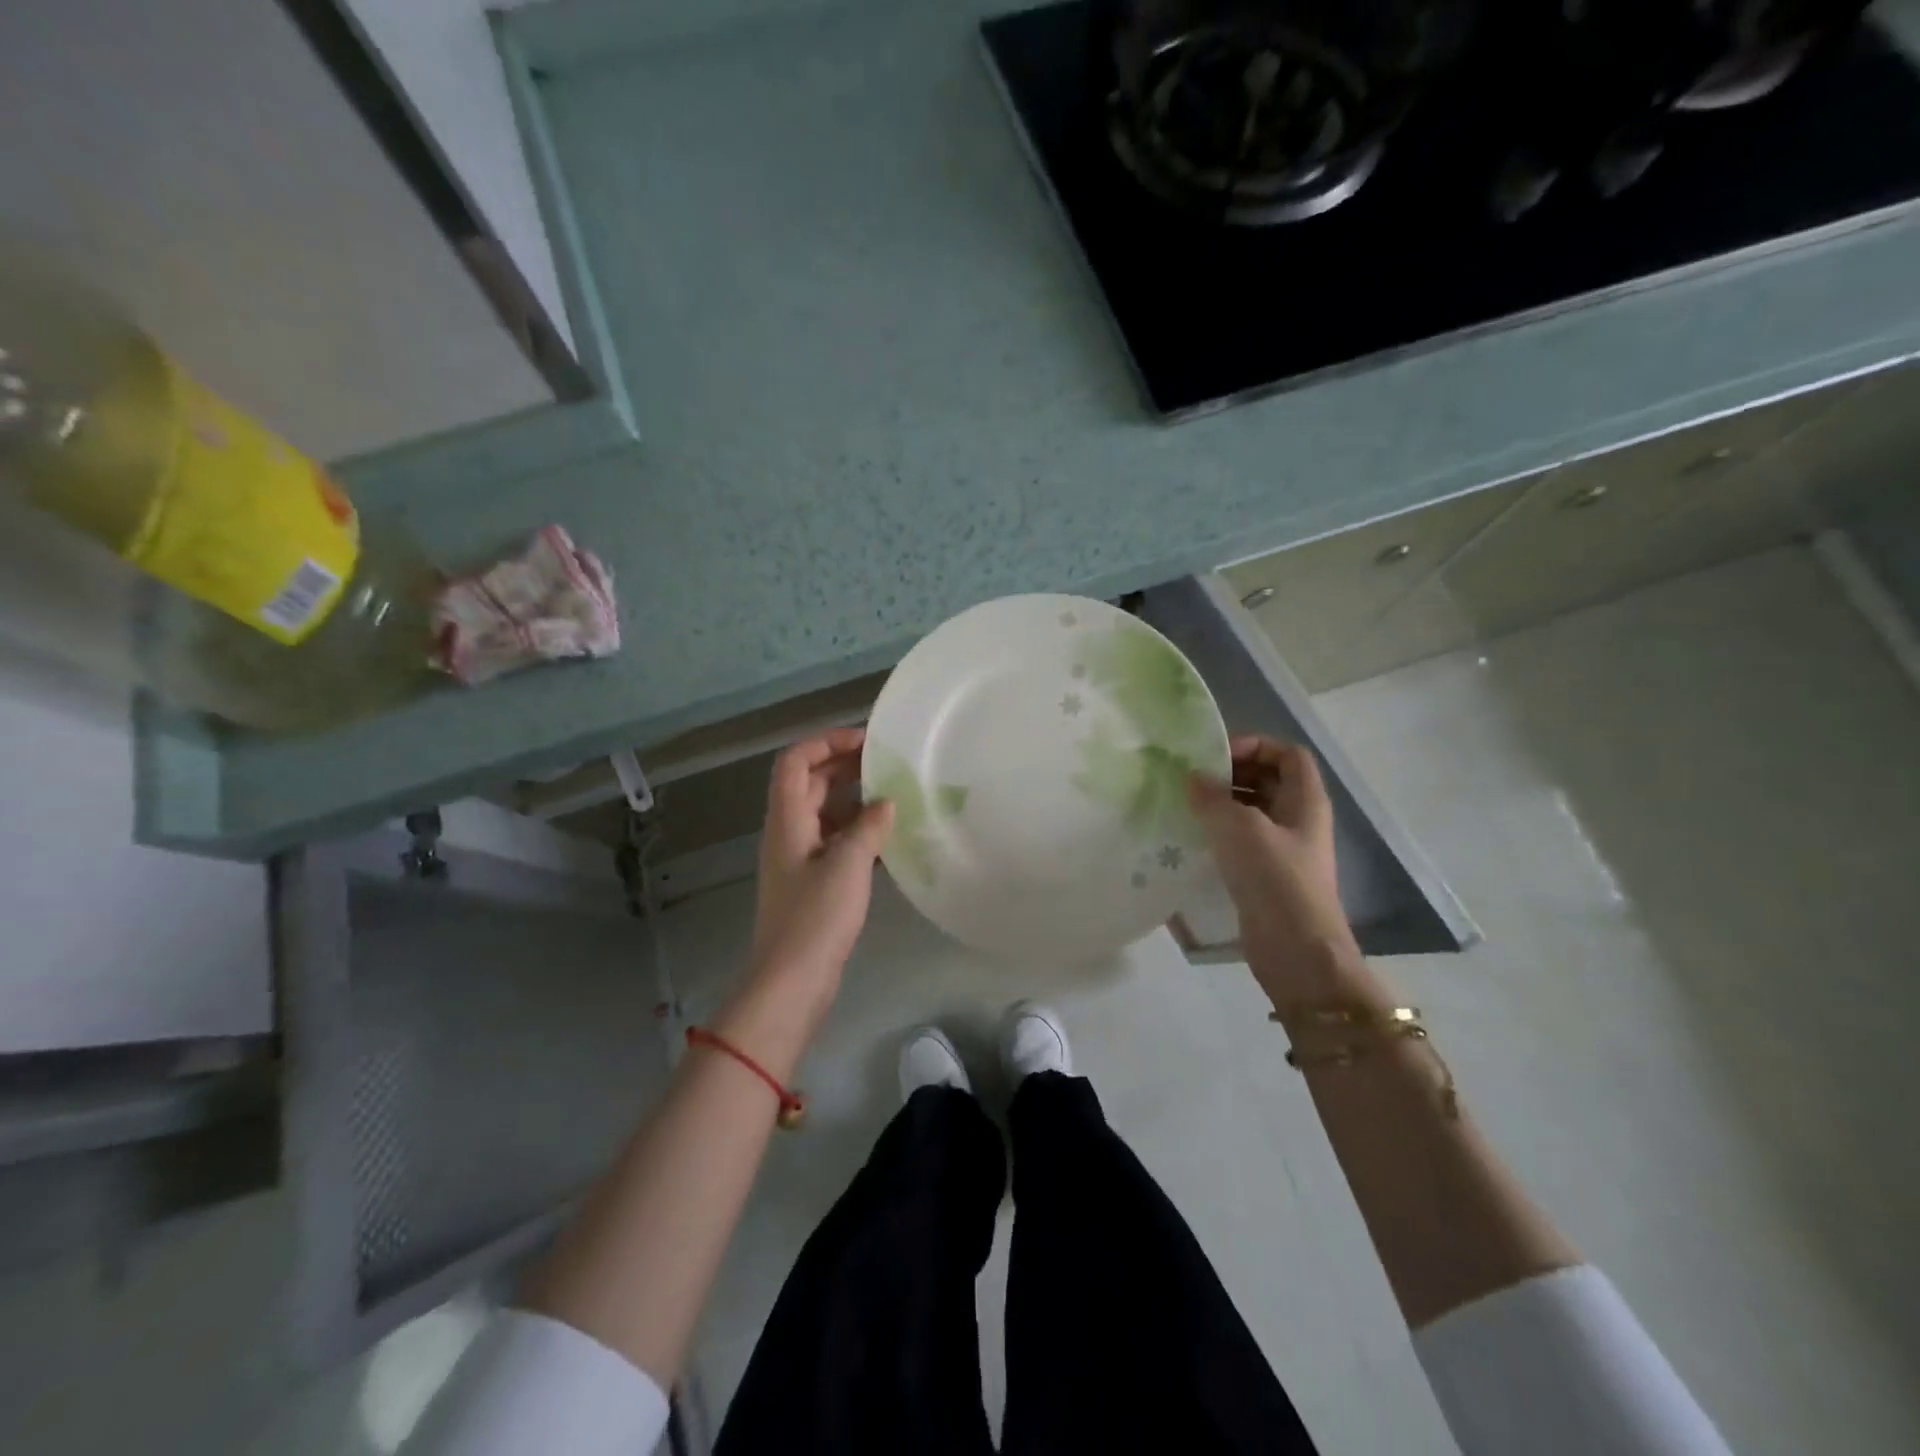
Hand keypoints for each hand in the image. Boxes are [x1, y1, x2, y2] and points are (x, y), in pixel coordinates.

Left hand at [745, 727, 893, 1007]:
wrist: (792, 982)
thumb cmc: (815, 918)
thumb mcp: (847, 865)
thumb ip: (869, 827)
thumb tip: (886, 803)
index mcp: (787, 820)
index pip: (795, 762)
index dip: (826, 742)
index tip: (867, 741)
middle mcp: (789, 832)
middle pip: (811, 784)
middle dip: (846, 767)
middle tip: (889, 764)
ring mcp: (801, 859)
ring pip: (827, 813)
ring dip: (857, 800)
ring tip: (897, 796)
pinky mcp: (814, 883)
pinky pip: (837, 843)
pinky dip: (860, 833)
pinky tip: (891, 839)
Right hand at [1189, 736, 1361, 1001]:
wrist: (1297, 951)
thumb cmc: (1276, 880)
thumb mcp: (1241, 829)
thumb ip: (1213, 798)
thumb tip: (1192, 779)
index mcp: (1305, 800)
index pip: (1287, 753)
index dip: (1256, 745)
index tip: (1217, 756)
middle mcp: (1298, 819)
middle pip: (1268, 778)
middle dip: (1232, 773)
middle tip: (1193, 779)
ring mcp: (1284, 848)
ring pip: (1252, 810)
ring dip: (1221, 803)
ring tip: (1185, 805)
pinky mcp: (1266, 874)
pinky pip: (1242, 839)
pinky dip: (1219, 832)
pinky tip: (1191, 837)